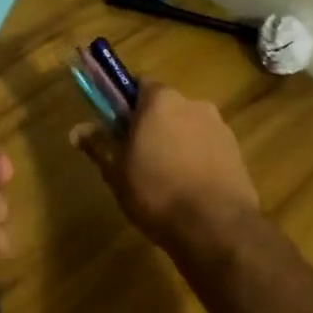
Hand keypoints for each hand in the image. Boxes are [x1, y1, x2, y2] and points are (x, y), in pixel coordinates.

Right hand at [72, 82, 261, 266]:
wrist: (215, 226)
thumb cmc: (156, 191)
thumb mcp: (116, 171)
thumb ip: (98, 145)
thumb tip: (76, 129)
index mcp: (161, 101)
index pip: (139, 85)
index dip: (126, 104)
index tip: (117, 127)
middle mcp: (193, 104)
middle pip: (166, 107)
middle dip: (152, 125)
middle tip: (137, 157)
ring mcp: (219, 127)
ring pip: (188, 127)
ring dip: (176, 142)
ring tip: (165, 178)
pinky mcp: (237, 152)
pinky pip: (208, 147)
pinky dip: (197, 159)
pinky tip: (189, 188)